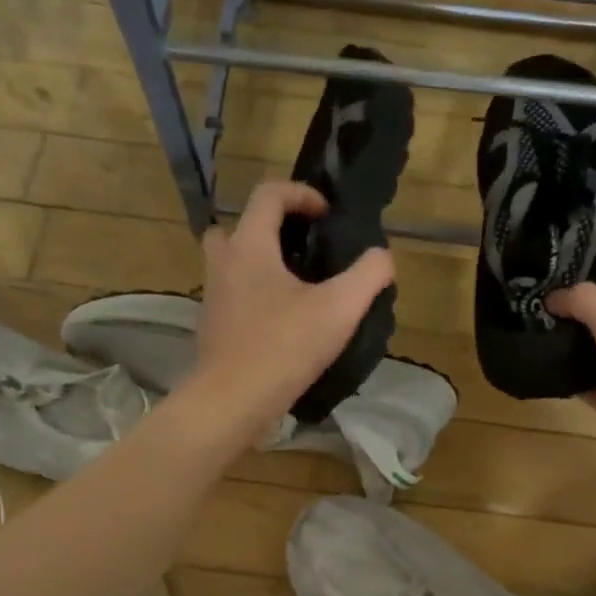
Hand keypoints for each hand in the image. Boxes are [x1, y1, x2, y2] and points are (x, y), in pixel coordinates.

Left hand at [193, 181, 395, 441]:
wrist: (233, 401)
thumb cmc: (284, 347)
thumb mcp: (339, 309)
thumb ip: (368, 275)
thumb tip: (382, 257)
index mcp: (250, 246)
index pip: (268, 194)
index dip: (301, 194)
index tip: (327, 215)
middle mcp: (224, 263)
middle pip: (239, 226)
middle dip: (272, 228)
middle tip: (303, 248)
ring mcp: (213, 296)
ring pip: (232, 262)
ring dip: (261, 262)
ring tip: (298, 286)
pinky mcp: (213, 326)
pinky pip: (233, 294)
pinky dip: (255, 295)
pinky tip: (284, 321)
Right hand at [550, 281, 595, 512]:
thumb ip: (587, 305)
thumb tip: (553, 296)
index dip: (590, 285)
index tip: (550, 282)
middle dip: (574, 317)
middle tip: (532, 308)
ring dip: (570, 349)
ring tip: (530, 334)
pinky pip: (592, 386)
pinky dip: (571, 380)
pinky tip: (542, 371)